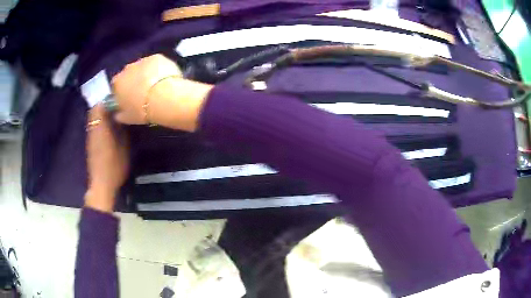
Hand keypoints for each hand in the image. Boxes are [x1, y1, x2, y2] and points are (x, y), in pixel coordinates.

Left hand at [85, 104, 128, 212]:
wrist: (101, 185)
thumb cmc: (114, 166)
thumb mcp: (124, 148)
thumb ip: (123, 130)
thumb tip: (123, 117)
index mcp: (101, 127)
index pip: (100, 105)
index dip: (108, 98)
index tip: (118, 97)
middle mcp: (93, 128)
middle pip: (95, 110)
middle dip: (105, 104)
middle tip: (117, 105)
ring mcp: (91, 136)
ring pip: (94, 117)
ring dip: (102, 113)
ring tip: (114, 114)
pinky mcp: (90, 143)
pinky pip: (94, 126)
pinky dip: (100, 122)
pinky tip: (109, 127)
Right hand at [111, 54, 181, 124]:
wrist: (164, 97)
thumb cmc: (142, 111)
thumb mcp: (126, 118)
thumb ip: (119, 114)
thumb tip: (117, 113)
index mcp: (117, 82)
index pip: (116, 85)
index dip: (122, 92)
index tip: (128, 98)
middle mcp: (127, 68)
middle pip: (129, 74)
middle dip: (134, 81)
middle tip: (143, 93)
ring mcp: (143, 60)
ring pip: (142, 67)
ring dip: (146, 74)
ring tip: (155, 86)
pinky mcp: (158, 57)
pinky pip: (156, 63)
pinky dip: (159, 69)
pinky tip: (164, 78)